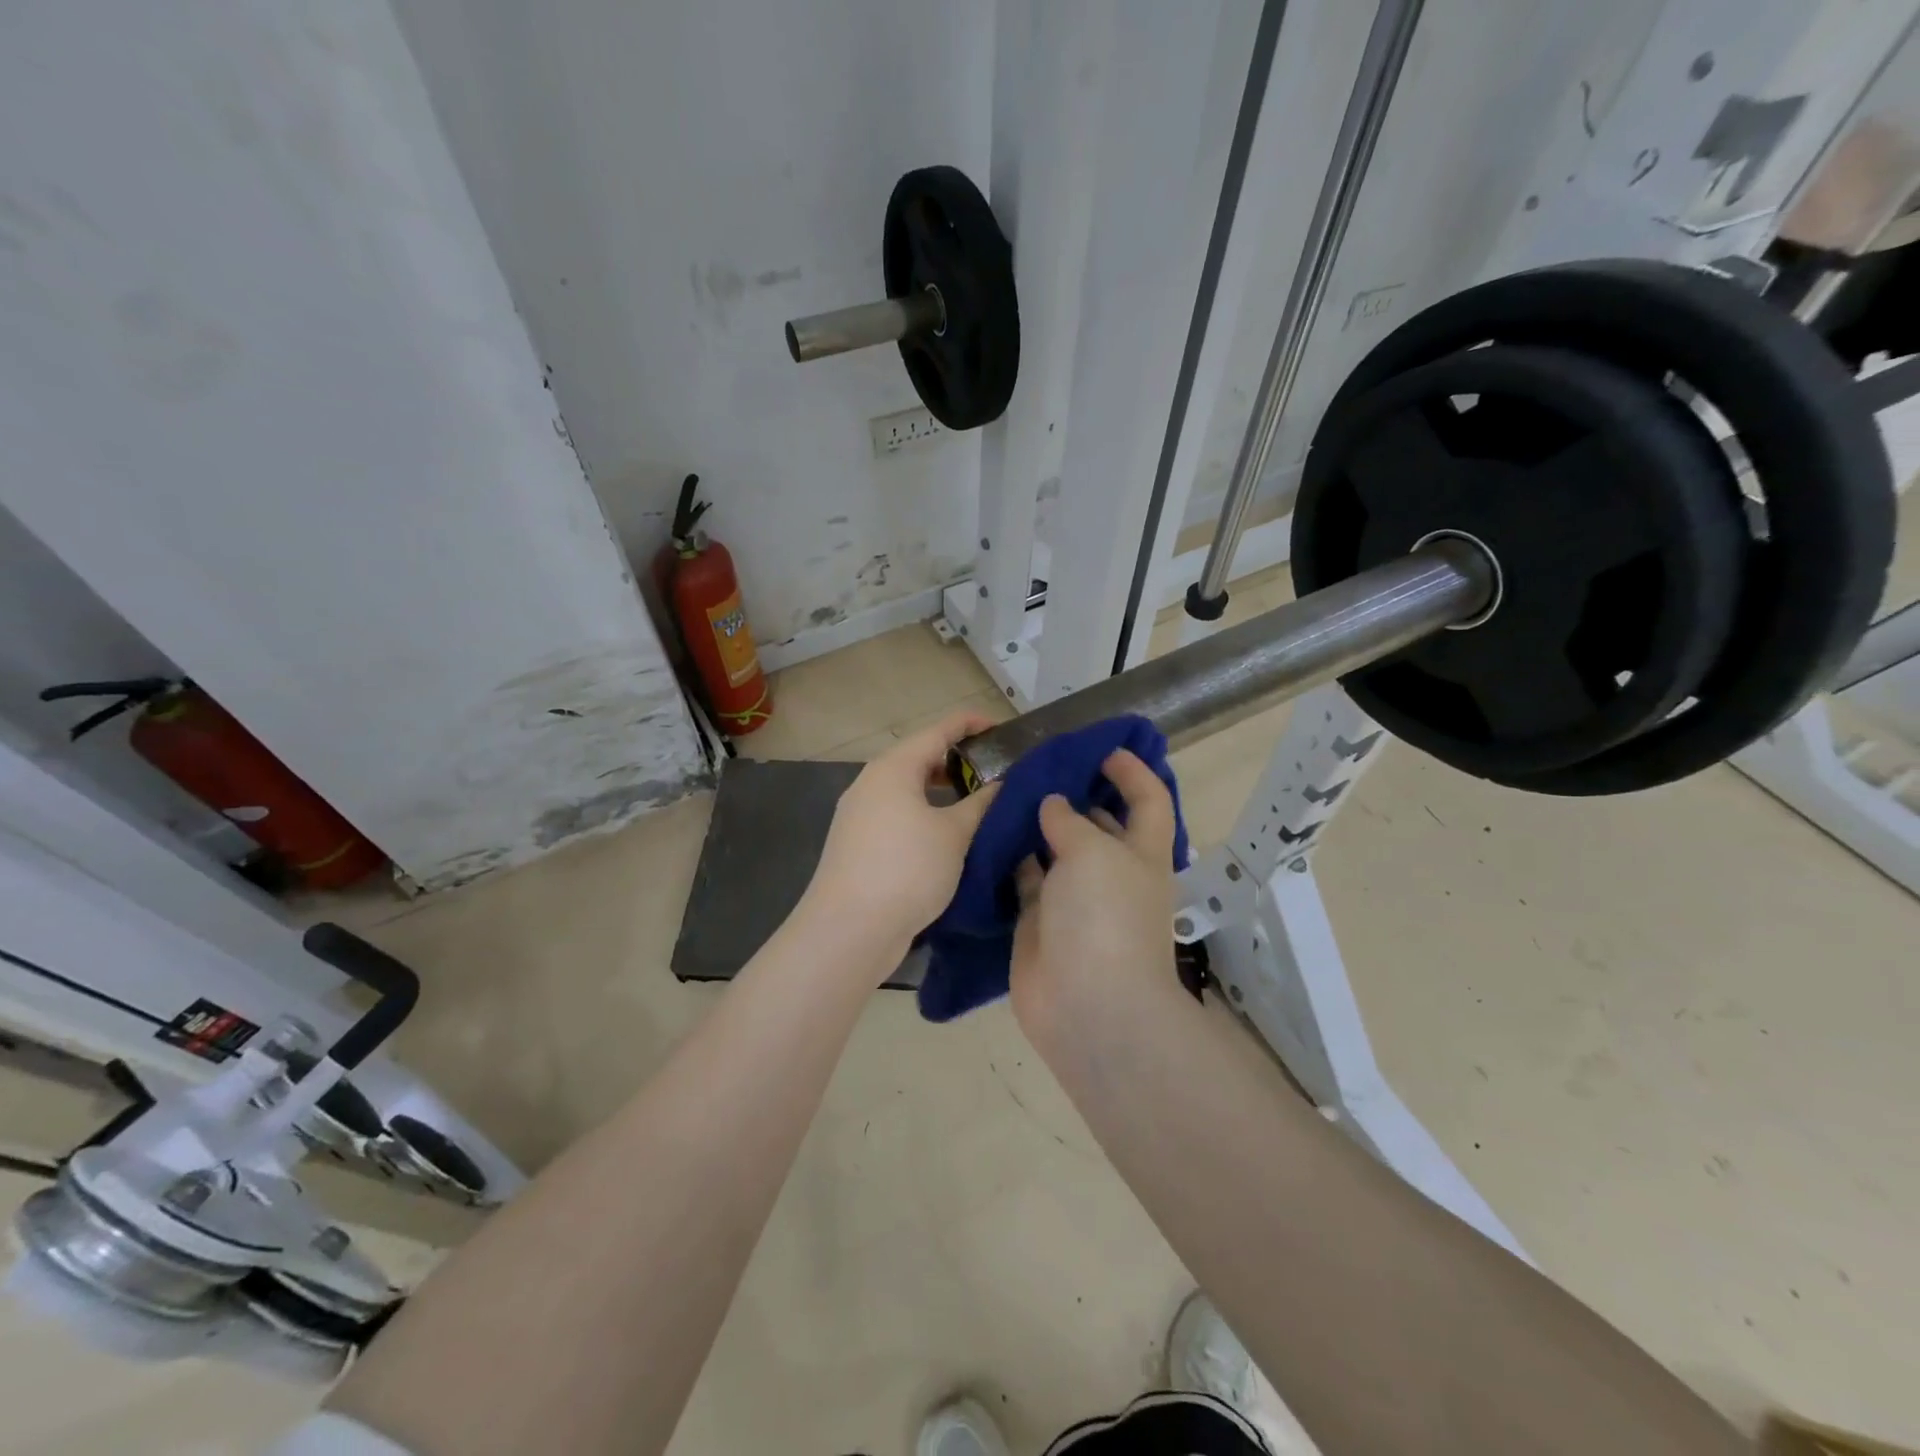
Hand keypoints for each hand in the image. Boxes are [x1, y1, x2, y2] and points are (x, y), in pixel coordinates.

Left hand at [798, 708, 998, 971]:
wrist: (849, 929)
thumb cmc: (907, 869)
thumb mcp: (954, 834)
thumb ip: (980, 803)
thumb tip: (999, 784)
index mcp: (893, 768)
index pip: (938, 730)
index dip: (970, 724)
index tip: (1001, 729)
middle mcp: (871, 783)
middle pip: (919, 757)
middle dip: (957, 759)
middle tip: (994, 770)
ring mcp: (859, 814)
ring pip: (907, 788)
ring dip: (941, 790)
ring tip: (976, 802)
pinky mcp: (857, 843)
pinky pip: (897, 814)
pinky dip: (924, 813)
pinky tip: (946, 834)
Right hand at [1008, 749, 1177, 1033]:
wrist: (1088, 1007)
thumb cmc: (1104, 918)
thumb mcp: (1093, 853)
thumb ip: (1069, 822)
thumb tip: (1053, 806)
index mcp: (1141, 853)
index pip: (1149, 800)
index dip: (1133, 771)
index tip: (1102, 749)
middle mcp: (1110, 872)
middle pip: (1097, 823)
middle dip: (1074, 794)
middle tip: (1035, 766)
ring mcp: (1073, 899)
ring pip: (1055, 850)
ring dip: (1035, 824)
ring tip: (1004, 790)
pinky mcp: (1038, 921)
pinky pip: (1023, 878)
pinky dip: (1009, 858)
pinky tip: (987, 833)